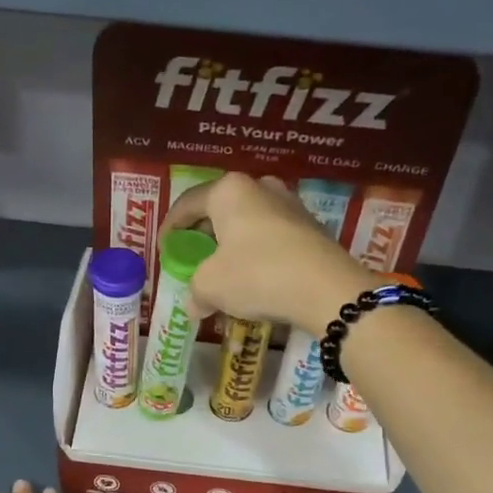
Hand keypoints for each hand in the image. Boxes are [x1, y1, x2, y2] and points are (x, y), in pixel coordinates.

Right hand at [161, 174, 375, 335]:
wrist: (328, 290)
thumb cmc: (257, 275)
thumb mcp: (211, 286)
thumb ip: (195, 291)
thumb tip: (194, 305)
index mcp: (229, 191)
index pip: (187, 204)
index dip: (170, 229)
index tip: (164, 252)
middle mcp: (260, 187)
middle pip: (219, 210)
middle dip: (203, 236)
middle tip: (193, 260)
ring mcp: (290, 204)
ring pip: (247, 222)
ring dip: (231, 245)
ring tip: (223, 271)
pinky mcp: (311, 226)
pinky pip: (271, 236)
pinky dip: (256, 253)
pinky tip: (254, 277)